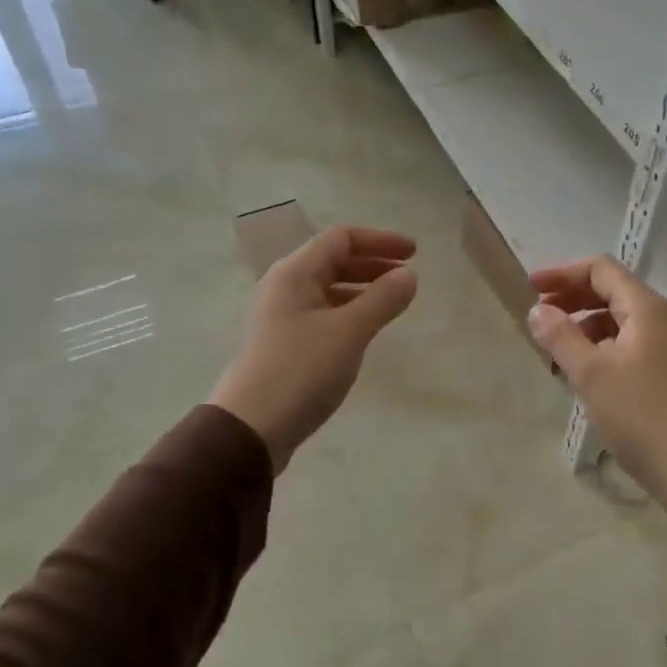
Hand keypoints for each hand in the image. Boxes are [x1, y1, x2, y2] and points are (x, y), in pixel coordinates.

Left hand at [210, 226, 417, 471]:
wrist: (252, 427)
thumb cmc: (301, 370)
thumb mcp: (350, 332)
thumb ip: (383, 299)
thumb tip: (408, 275)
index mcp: (295, 273)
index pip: (341, 239)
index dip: (380, 240)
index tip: (414, 253)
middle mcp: (285, 287)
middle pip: (333, 261)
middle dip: (373, 263)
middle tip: (408, 276)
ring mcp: (282, 317)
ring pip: (328, 289)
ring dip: (362, 289)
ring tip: (393, 303)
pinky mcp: (285, 344)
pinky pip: (323, 314)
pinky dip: (349, 312)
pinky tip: (366, 330)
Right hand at [527, 256, 666, 552]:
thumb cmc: (642, 417)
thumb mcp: (592, 374)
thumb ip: (561, 336)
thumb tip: (538, 310)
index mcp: (647, 308)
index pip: (601, 270)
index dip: (562, 273)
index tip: (530, 288)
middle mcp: (664, 319)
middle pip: (613, 292)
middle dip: (573, 298)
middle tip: (539, 316)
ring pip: (622, 321)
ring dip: (587, 325)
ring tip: (558, 349)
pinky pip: (633, 345)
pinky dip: (604, 347)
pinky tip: (588, 374)